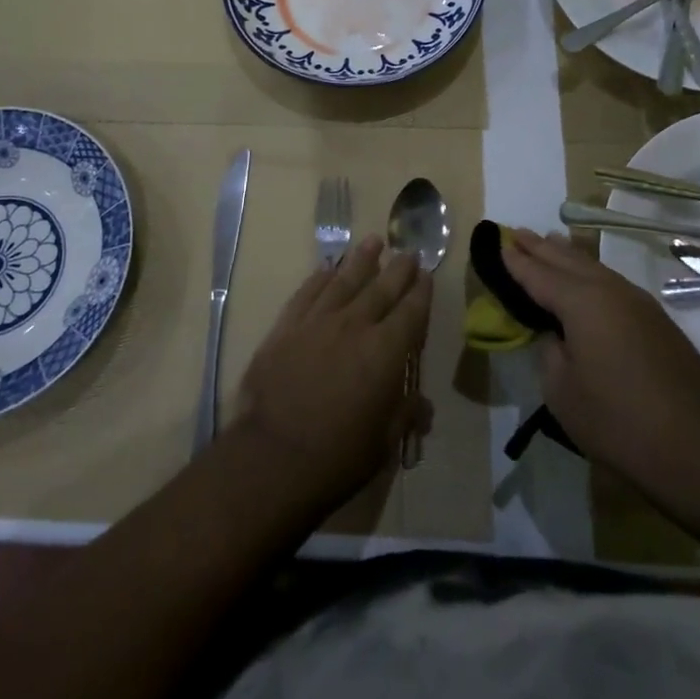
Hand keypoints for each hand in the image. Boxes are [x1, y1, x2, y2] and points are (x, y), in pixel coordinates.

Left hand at [232, 237, 432, 515]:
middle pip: (381, 289)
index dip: (421, 293)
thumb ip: (405, 415)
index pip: (411, 312)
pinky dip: (319, 278)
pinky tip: (326, 268)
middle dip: (398, 269)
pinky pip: (307, 293)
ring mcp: (317, 322)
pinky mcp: (285, 327)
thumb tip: (424, 406)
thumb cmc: (337, 456)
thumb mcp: (383, 443)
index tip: (427, 275)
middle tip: (408, 251)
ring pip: (344, 281)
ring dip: (360, 260)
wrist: (272, 457)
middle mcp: (354, 326)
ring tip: (373, 241)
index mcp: (385, 352)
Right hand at [503, 229, 699, 488]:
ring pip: (593, 267)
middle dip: (540, 247)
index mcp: (582, 302)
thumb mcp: (564, 393)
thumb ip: (550, 353)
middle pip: (567, 260)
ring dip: (567, 255)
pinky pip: (611, 282)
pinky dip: (589, 273)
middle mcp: (610, 291)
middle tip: (516, 232)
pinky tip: (586, 278)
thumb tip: (558, 336)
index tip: (496, 241)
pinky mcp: (658, 322)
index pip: (538, 274)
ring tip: (548, 242)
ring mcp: (639, 303)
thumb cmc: (621, 423)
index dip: (515, 260)